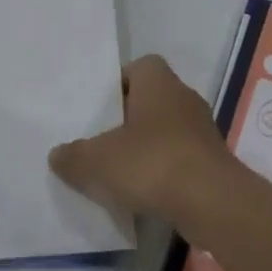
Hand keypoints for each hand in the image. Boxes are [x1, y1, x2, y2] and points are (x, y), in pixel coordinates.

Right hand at [49, 55, 229, 219]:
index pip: (139, 66)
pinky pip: (180, 159)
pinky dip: (164, 172)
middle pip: (151, 99)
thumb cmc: (153, 163)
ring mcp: (203, 131)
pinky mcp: (213, 162)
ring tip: (119, 172)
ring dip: (147, 148)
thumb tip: (57, 155)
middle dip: (128, 118)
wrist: (214, 204)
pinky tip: (145, 194)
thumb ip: (74, 156)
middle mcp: (184, 98)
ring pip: (167, 131)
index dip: (118, 83)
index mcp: (159, 82)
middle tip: (101, 140)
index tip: (99, 108)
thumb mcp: (98, 161)